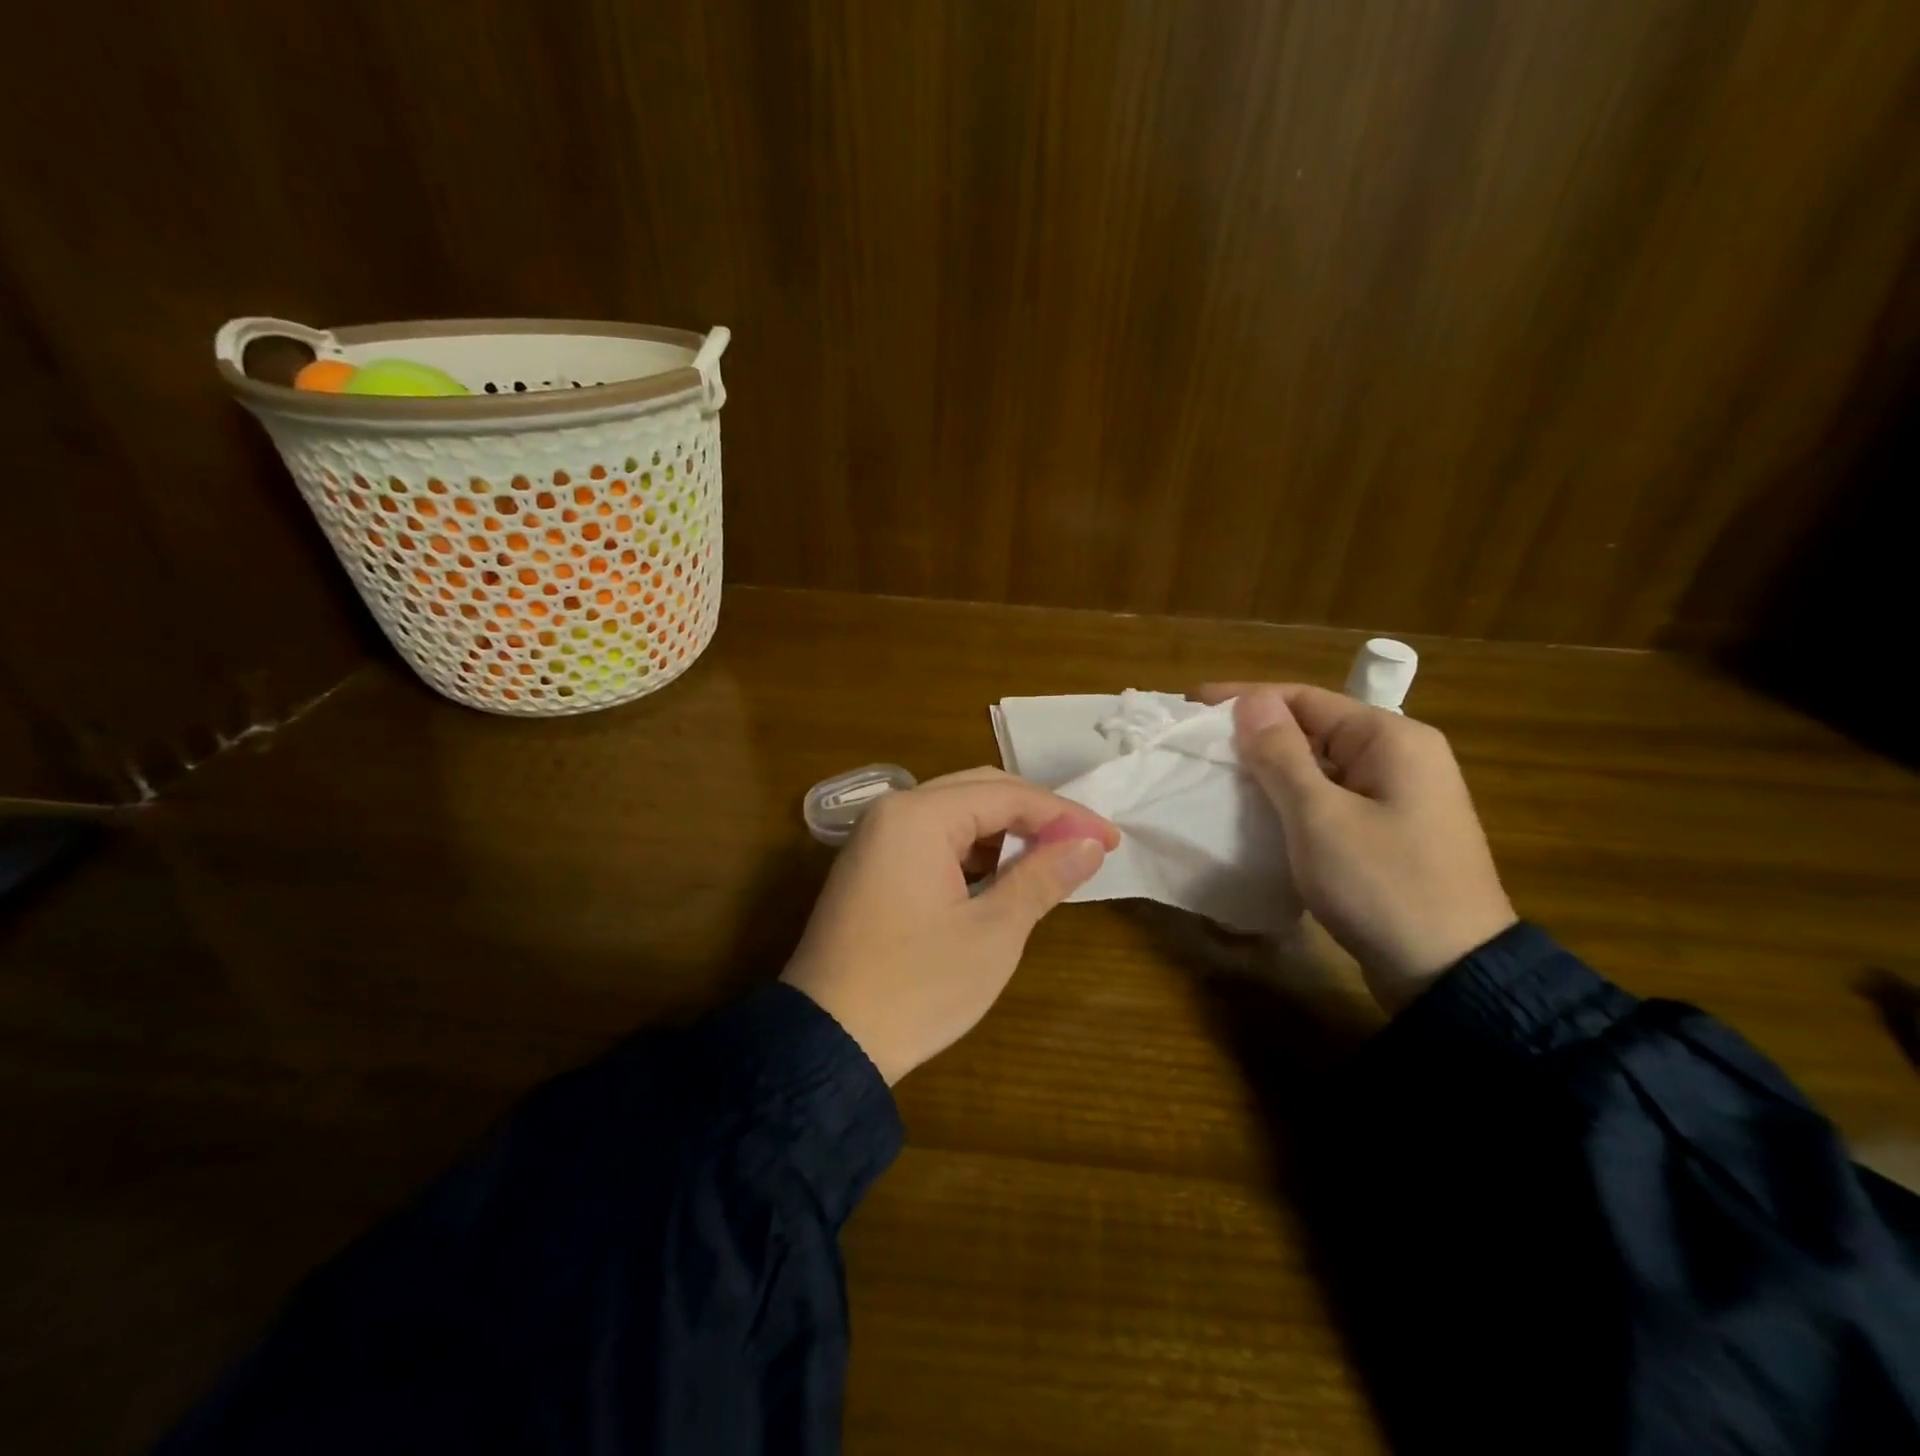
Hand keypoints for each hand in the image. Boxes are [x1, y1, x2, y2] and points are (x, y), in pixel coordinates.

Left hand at [781, 768, 1119, 1084]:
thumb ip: (1042, 876)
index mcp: (919, 816)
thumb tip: (1089, 844)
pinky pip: (930, 839)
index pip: (1008, 795)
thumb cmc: (917, 986)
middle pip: (979, 791)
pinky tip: (997, 877)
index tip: (1110, 841)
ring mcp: (874, 838)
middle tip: (1085, 845)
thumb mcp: (993, 932)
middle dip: (1035, 816)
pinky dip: (971, 851)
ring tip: (1048, 862)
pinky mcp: (868, 866)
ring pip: (954, 813)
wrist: (826, 1043)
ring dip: (1003, 832)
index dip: (1065, 814)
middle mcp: (892, 812)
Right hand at [1198, 683, 1515, 1013]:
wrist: (1450, 974)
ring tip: (1216, 775)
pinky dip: (1291, 798)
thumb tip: (1251, 700)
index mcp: (1391, 739)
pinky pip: (1329, 798)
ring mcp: (1398, 797)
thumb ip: (1282, 755)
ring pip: (1319, 766)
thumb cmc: (1383, 884)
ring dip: (1270, 769)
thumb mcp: (1320, 816)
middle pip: (1313, 729)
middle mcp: (1400, 756)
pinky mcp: (1389, 832)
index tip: (1191, 704)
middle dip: (1255, 734)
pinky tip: (1256, 811)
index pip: (1305, 698)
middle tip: (1197, 744)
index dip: (1245, 698)